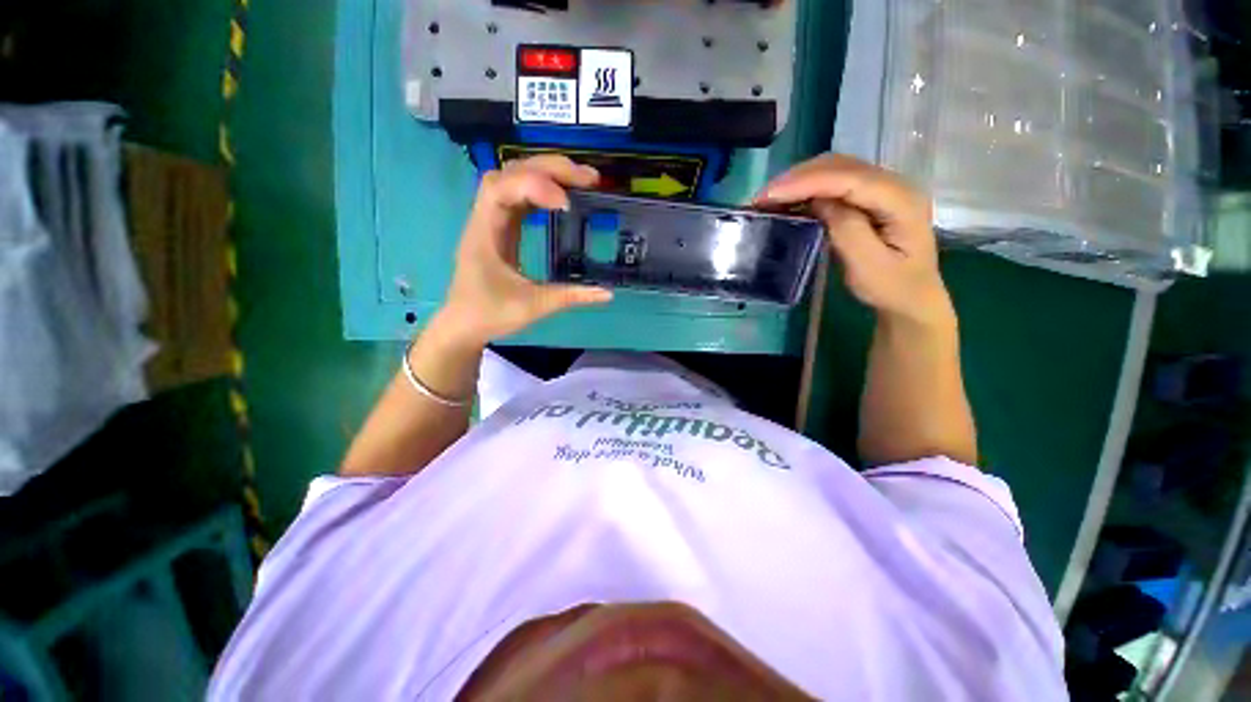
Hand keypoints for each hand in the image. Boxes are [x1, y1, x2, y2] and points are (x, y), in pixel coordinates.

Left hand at [436, 156, 613, 346]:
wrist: (464, 325)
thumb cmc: (490, 314)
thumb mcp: (532, 306)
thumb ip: (569, 297)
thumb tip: (607, 293)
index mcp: (484, 234)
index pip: (501, 189)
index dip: (533, 186)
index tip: (566, 203)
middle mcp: (485, 219)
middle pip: (510, 173)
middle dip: (549, 169)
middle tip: (589, 178)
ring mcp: (493, 221)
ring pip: (515, 180)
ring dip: (547, 174)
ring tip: (581, 181)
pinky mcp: (503, 229)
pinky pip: (520, 197)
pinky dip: (543, 191)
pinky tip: (564, 197)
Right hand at [754, 154, 953, 327]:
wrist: (911, 297)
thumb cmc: (891, 287)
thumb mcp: (867, 266)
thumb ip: (846, 229)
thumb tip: (819, 202)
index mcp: (900, 200)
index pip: (848, 179)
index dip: (806, 183)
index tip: (770, 195)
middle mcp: (894, 184)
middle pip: (841, 166)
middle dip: (798, 177)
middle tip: (762, 197)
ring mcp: (883, 188)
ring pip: (836, 169)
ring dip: (801, 180)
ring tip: (770, 198)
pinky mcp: (870, 197)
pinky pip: (836, 182)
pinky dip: (809, 187)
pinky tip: (791, 200)